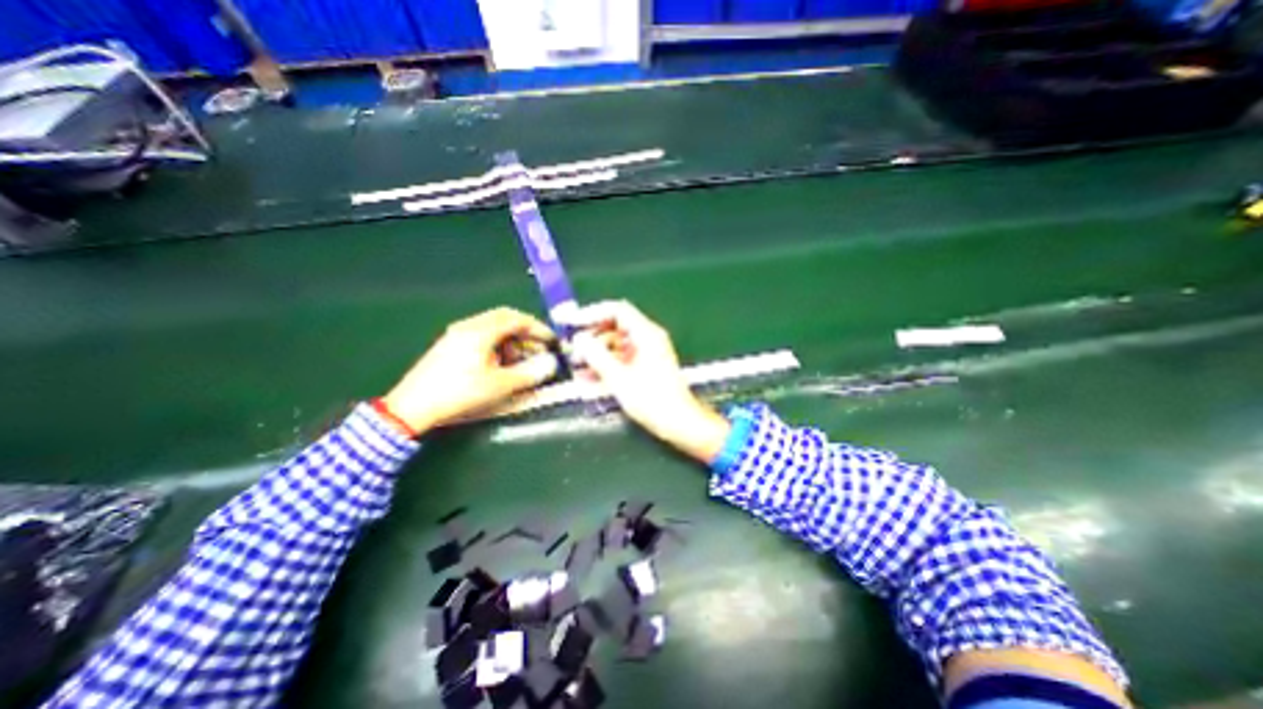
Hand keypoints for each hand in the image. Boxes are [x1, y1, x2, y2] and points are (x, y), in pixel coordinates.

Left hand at [381, 308, 560, 434]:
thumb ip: (529, 373)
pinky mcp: (451, 345)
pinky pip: (482, 337)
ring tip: (523, 361)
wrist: (412, 407)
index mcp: (481, 330)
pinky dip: (499, 346)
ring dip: (513, 340)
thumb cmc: (460, 393)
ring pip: (494, 328)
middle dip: (527, 333)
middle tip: (540, 350)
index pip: (517, 319)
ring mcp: (457, 335)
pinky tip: (502, 364)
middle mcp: (468, 326)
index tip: (553, 342)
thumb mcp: (500, 385)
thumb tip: (550, 364)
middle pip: (505, 319)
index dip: (539, 329)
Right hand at [565, 299, 729, 460]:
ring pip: (615, 345)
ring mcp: (647, 353)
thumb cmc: (652, 399)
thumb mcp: (619, 378)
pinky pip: (621, 359)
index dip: (592, 313)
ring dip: (595, 354)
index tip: (572, 323)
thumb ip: (597, 356)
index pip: (617, 311)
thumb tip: (579, 340)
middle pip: (615, 327)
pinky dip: (605, 365)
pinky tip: (588, 379)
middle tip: (572, 348)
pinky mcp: (645, 367)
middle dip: (591, 337)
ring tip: (576, 366)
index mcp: (646, 334)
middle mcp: (647, 339)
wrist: (679, 422)